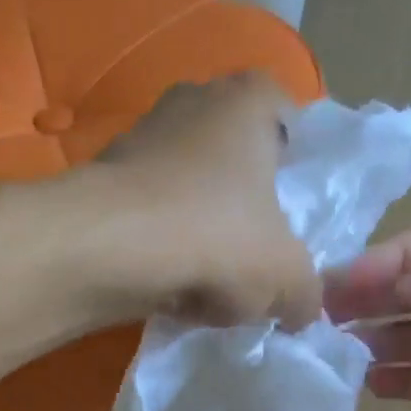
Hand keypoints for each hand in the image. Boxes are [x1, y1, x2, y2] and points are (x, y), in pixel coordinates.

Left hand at [94, 75, 319, 329]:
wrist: (107, 248)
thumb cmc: (215, 237)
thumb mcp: (285, 277)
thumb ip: (307, 293)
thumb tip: (305, 310)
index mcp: (248, 100)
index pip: (286, 114)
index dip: (294, 163)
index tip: (291, 209)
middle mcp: (193, 101)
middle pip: (234, 157)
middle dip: (244, 205)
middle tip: (254, 252)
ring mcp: (140, 137)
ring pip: (188, 188)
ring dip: (200, 231)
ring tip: (208, 283)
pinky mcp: (104, 180)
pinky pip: (149, 215)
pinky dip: (161, 247)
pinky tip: (169, 286)